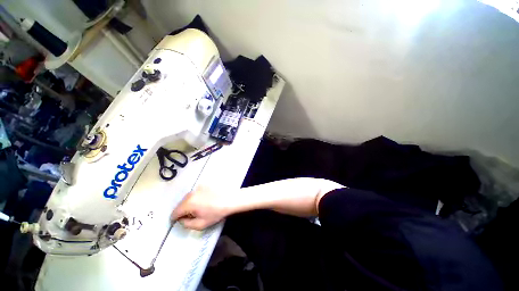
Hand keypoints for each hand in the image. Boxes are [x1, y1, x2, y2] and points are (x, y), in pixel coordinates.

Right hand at [171, 186, 231, 229]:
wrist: (230, 199)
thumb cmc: (216, 212)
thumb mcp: (201, 224)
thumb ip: (186, 224)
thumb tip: (181, 220)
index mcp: (188, 203)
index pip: (174, 212)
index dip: (175, 219)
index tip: (178, 221)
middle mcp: (191, 193)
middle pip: (181, 204)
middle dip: (183, 211)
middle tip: (191, 215)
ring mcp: (198, 187)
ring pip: (188, 197)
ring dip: (189, 203)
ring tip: (199, 208)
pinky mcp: (204, 184)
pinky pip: (196, 192)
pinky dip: (196, 197)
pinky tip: (205, 200)